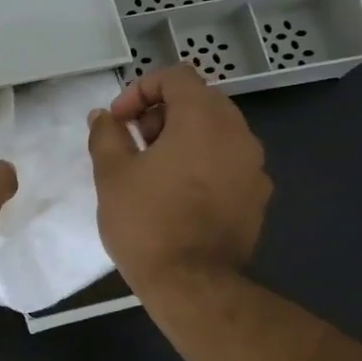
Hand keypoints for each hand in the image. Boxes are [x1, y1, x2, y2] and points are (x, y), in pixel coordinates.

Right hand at [86, 64, 270, 292]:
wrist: (192, 284)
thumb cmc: (146, 221)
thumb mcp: (111, 173)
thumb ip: (107, 135)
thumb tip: (104, 117)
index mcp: (203, 120)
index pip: (177, 77)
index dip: (141, 90)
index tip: (119, 121)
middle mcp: (238, 135)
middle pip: (200, 100)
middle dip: (161, 113)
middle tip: (133, 142)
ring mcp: (253, 167)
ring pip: (216, 131)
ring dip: (182, 137)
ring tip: (152, 168)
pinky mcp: (257, 196)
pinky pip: (227, 161)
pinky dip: (202, 162)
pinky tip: (177, 193)